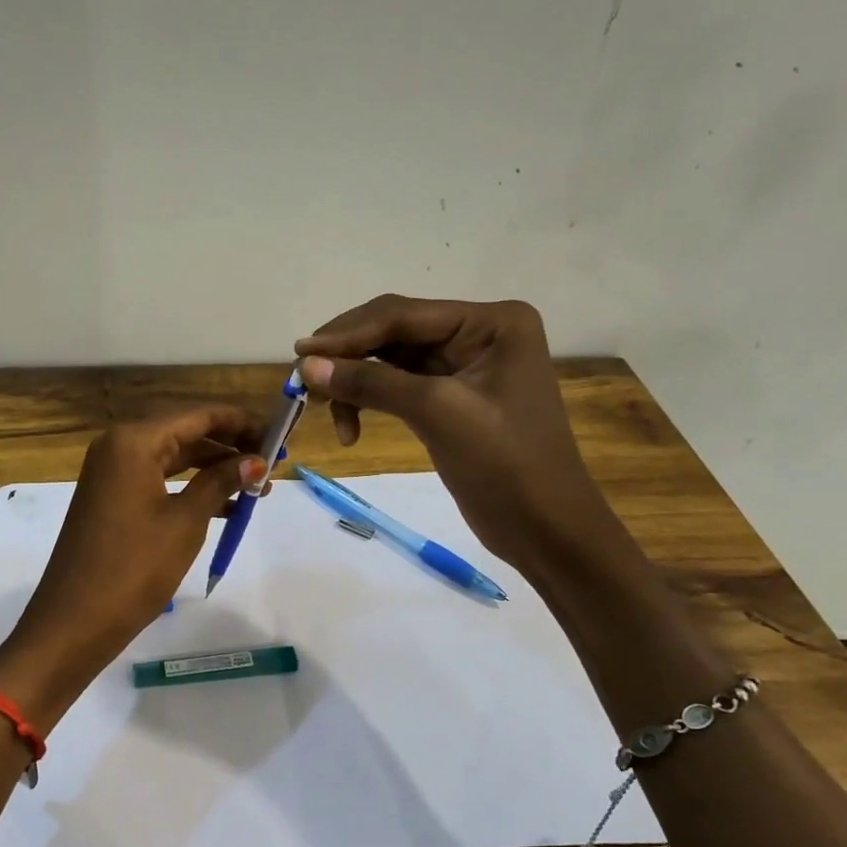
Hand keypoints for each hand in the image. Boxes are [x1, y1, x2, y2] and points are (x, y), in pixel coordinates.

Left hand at [0, 406, 264, 724]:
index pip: (198, 417)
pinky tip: (226, 507)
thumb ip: (221, 482)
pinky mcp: (111, 499)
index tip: (278, 435)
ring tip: (258, 489)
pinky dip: (190, 490)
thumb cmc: (135, 566)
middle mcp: (119, 447)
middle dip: (229, 448)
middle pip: (185, 434)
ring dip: (213, 471)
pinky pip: (158, 481)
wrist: (75, 621)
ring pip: (173, 460)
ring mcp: (111, 474)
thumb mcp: (186, 521)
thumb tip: (257, 460)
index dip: (240, 423)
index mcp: (133, 441)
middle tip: (272, 464)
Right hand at [295, 295, 615, 572]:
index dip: (347, 333)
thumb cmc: (506, 465)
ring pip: (390, 360)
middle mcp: (479, 333)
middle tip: (303, 381)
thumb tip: (306, 366)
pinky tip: (351, 427)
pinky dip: (370, 401)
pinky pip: (398, 386)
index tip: (299, 353)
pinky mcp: (451, 398)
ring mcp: (464, 366)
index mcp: (492, 322)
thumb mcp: (438, 414)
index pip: (404, 315)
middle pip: (394, 332)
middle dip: (348, 356)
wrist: (546, 531)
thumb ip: (371, 383)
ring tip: (324, 410)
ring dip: (355, 382)